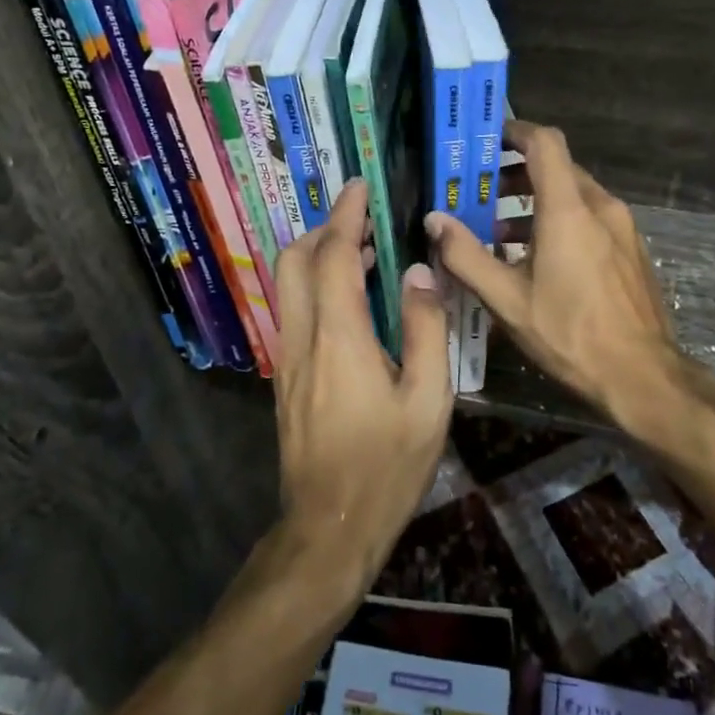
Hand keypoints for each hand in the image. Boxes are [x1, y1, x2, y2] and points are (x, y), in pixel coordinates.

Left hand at [273, 179, 452, 590]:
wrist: (329, 527)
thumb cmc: (387, 466)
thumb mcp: (428, 401)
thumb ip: (426, 329)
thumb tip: (419, 272)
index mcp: (339, 337)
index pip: (334, 256)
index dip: (346, 216)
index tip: (360, 188)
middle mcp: (302, 338)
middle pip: (293, 261)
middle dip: (322, 230)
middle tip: (361, 221)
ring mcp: (287, 359)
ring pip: (287, 286)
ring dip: (316, 257)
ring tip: (363, 255)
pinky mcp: (286, 378)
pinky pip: (294, 312)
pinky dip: (315, 287)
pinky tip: (351, 303)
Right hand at [427, 120, 683, 422]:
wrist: (643, 377)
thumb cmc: (570, 334)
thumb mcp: (507, 299)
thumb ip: (466, 255)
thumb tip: (434, 220)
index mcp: (569, 209)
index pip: (545, 143)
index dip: (515, 131)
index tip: (486, 139)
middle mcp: (600, 207)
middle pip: (557, 168)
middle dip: (515, 173)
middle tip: (478, 191)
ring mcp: (622, 228)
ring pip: (574, 195)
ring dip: (534, 202)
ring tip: (498, 232)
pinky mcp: (630, 250)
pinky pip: (590, 218)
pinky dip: (559, 221)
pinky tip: (536, 259)